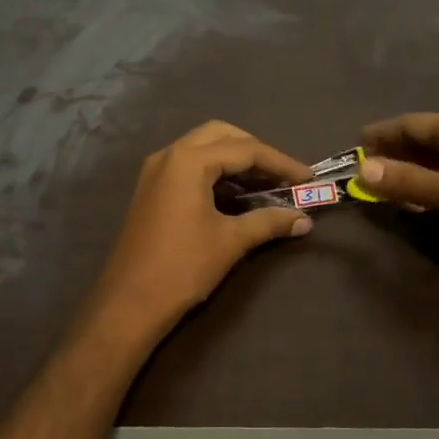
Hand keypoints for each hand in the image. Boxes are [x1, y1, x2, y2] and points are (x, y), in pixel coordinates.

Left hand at [76, 121, 313, 352]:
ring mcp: (156, 171)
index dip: (281, 162)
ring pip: (203, 147)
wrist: (129, 303)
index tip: (309, 178)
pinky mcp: (152, 189)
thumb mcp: (231, 241)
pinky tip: (236, 195)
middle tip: (283, 175)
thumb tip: (304, 220)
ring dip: (236, 160)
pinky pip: (189, 165)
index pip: (245, 150)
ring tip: (267, 184)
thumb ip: (269, 222)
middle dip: (256, 151)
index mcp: (188, 160)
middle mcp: (169, 155)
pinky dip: (216, 172)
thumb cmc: (182, 267)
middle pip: (222, 135)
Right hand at [359, 113, 438, 272]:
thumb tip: (362, 168)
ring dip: (416, 172)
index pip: (410, 123)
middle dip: (396, 153)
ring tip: (390, 189)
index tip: (356, 144)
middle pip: (425, 140)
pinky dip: (437, 186)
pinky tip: (430, 202)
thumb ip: (409, 181)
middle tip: (367, 172)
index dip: (382, 133)